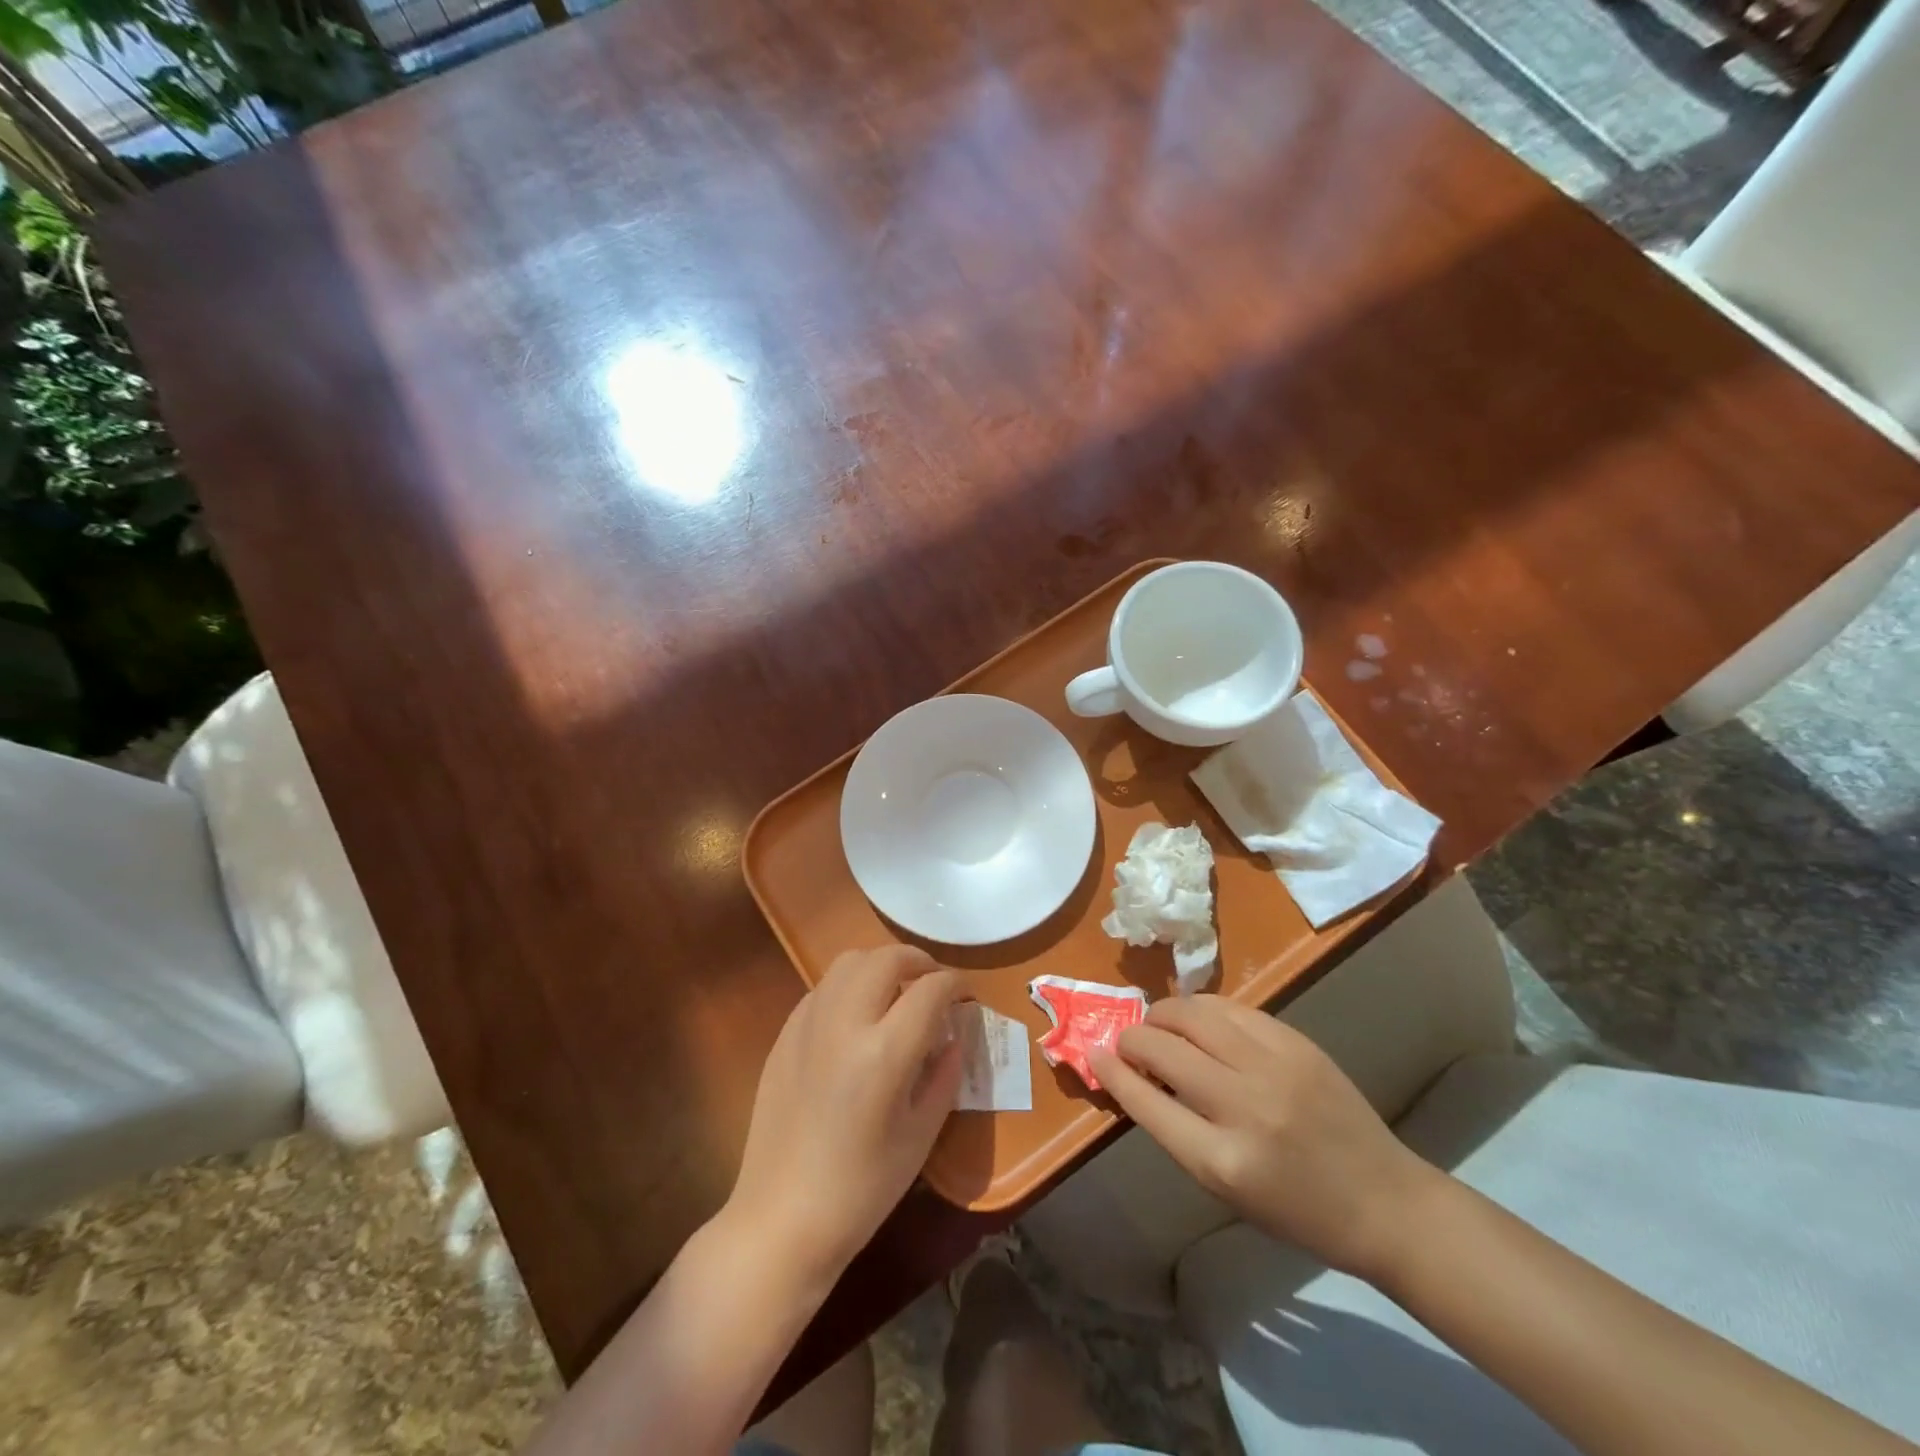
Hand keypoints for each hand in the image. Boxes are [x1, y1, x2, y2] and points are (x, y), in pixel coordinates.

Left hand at [727, 946, 964, 1284]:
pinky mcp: (784, 1034)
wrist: (782, 1218)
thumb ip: (944, 1074)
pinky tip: (857, 1017)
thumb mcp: (921, 1134)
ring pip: (850, 962)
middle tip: (933, 985)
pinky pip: (823, 988)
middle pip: (886, 958)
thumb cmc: (862, 1188)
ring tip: (895, 992)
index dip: (955, 984)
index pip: (930, 990)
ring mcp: (808, 1024)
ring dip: (881, 965)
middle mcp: (844, 1023)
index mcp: (884, 1053)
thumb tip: (953, 1034)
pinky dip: (849, 985)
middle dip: (918, 961)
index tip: (965, 995)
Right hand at [1090, 995, 1439, 1280]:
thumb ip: (1175, 1128)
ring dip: (1163, 1015)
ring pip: (1192, 1013)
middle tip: (1129, 1043)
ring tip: (1161, 1026)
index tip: (1094, 1052)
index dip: (1111, 1070)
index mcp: (1221, 1161)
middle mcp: (1244, 1107)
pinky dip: (1202, 1010)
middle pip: (1162, 1047)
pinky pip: (1229, 1007)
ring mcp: (1273, 1067)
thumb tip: (1131, 1073)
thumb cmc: (1296, 1209)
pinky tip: (1199, 1021)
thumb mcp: (1225, 1186)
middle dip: (1132, 1038)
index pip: (1145, 1100)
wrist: (1383, 1200)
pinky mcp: (1295, 1042)